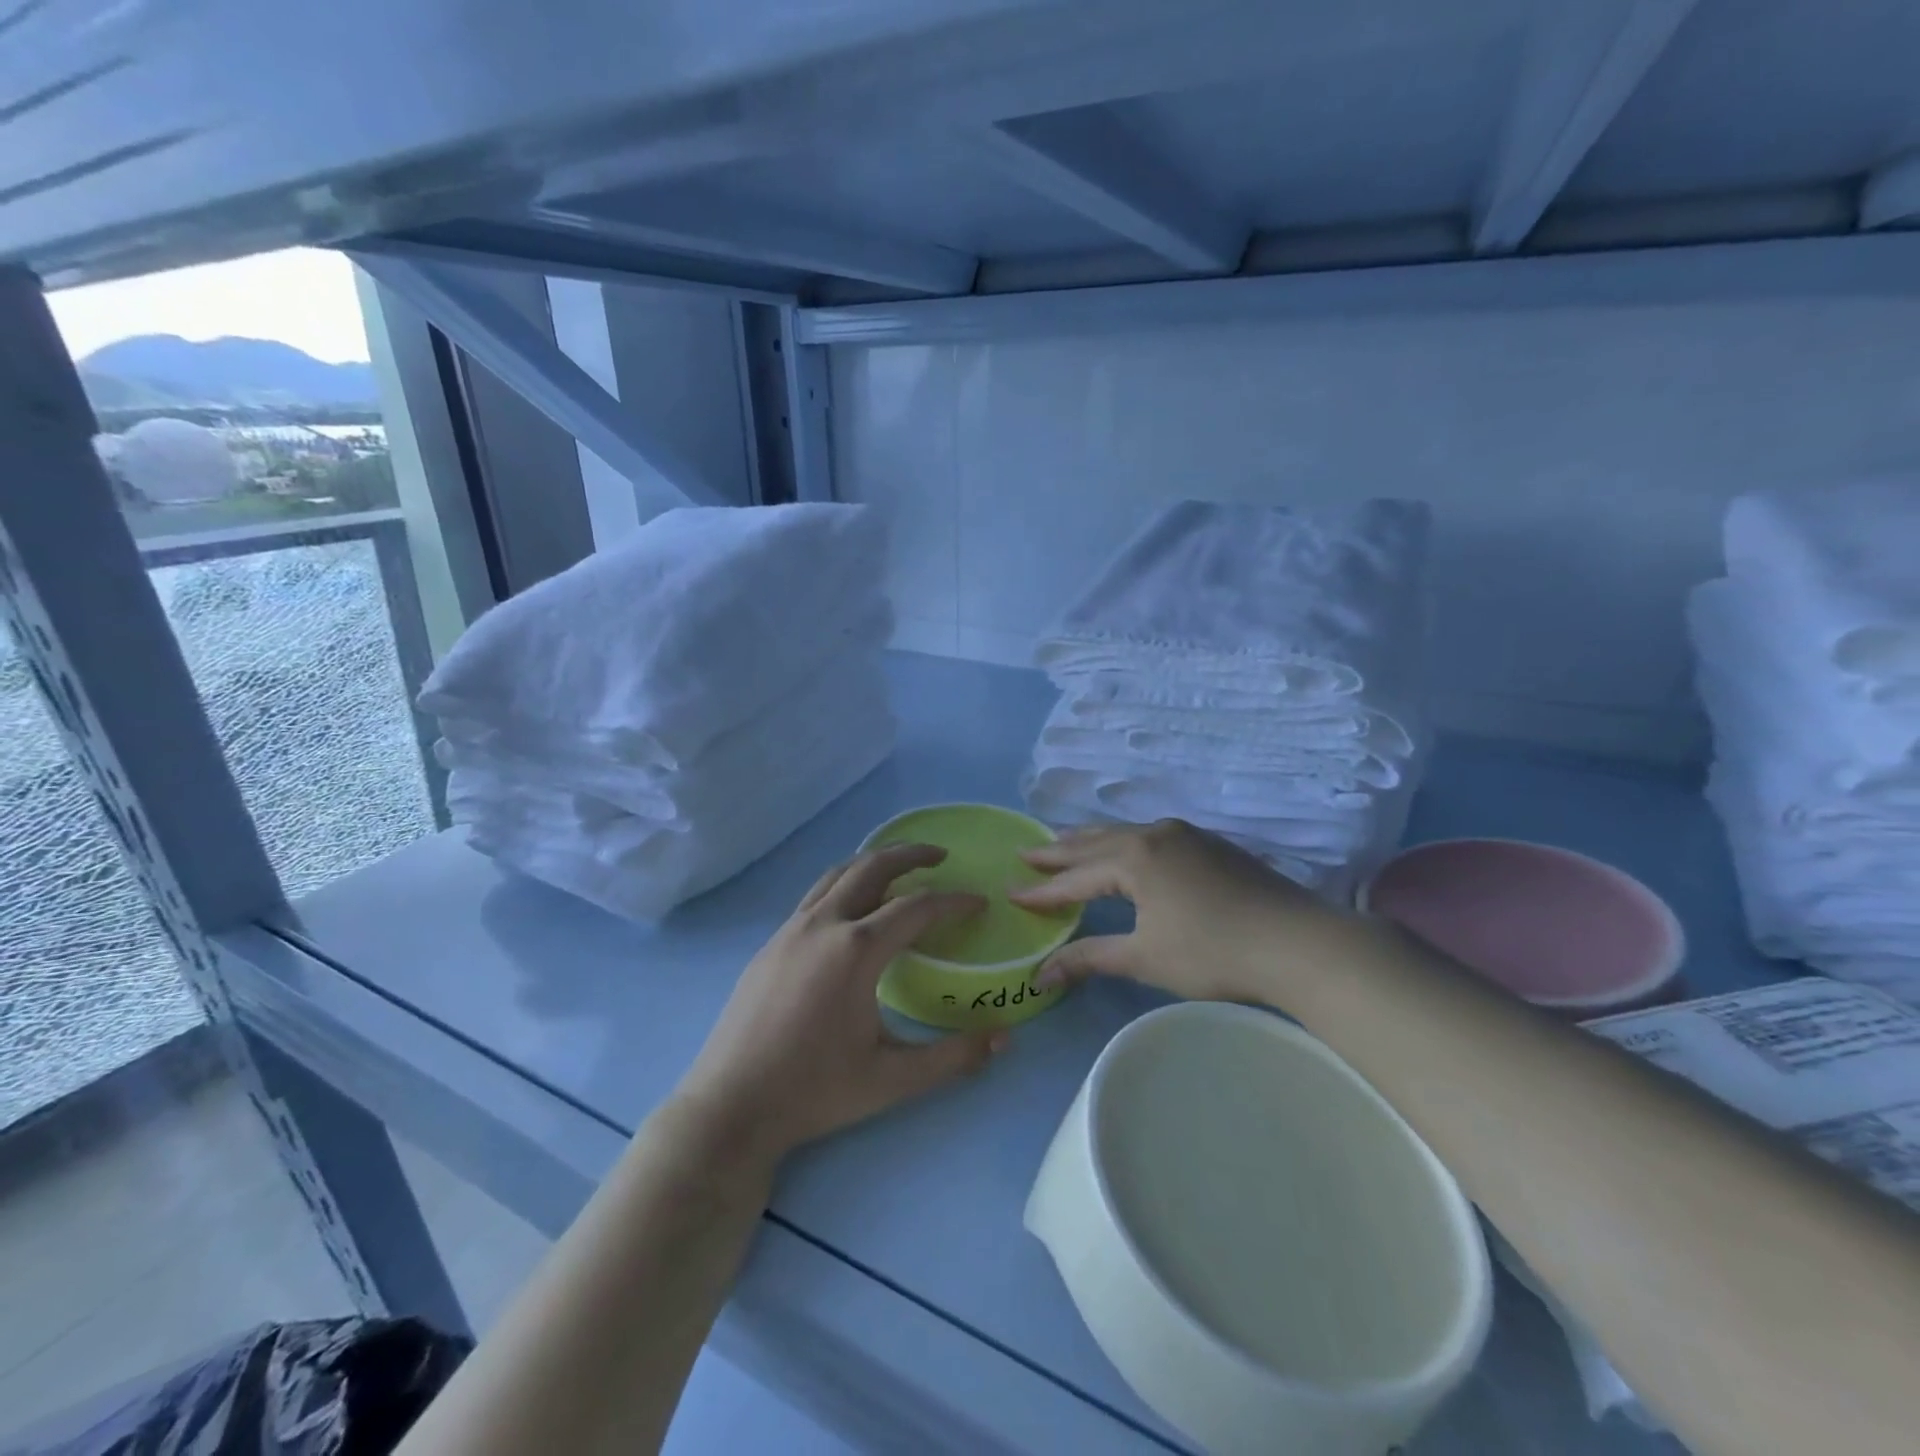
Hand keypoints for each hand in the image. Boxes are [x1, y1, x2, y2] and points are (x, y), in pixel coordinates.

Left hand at [672, 845, 1006, 1166]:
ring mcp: (790, 930)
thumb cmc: (814, 1092)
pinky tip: (852, 911)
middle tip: (940, 856)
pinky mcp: (770, 944)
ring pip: (837, 875)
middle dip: (910, 854)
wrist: (729, 1107)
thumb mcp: (893, 1080)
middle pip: (872, 867)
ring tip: (898, 870)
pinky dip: (844, 885)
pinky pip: (815, 896)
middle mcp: (823, 925)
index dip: (954, 901)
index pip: (917, 907)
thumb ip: (953, 1058)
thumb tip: (1004, 1039)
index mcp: (856, 950)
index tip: (979, 902)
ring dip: (873, 863)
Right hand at [1009, 820, 1341, 1003]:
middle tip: (1027, 852)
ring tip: (1066, 842)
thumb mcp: (1145, 957)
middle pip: (1095, 842)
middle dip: (1059, 851)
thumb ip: (1091, 958)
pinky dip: (1124, 842)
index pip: (1075, 877)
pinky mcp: (1210, 843)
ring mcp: (1186, 834)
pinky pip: (1150, 834)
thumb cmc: (1213, 952)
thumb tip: (1040, 974)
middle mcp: (1154, 834)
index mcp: (1134, 858)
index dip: (1042, 890)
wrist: (1298, 942)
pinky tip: (1126, 849)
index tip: (1010, 892)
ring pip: (1124, 833)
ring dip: (1092, 841)